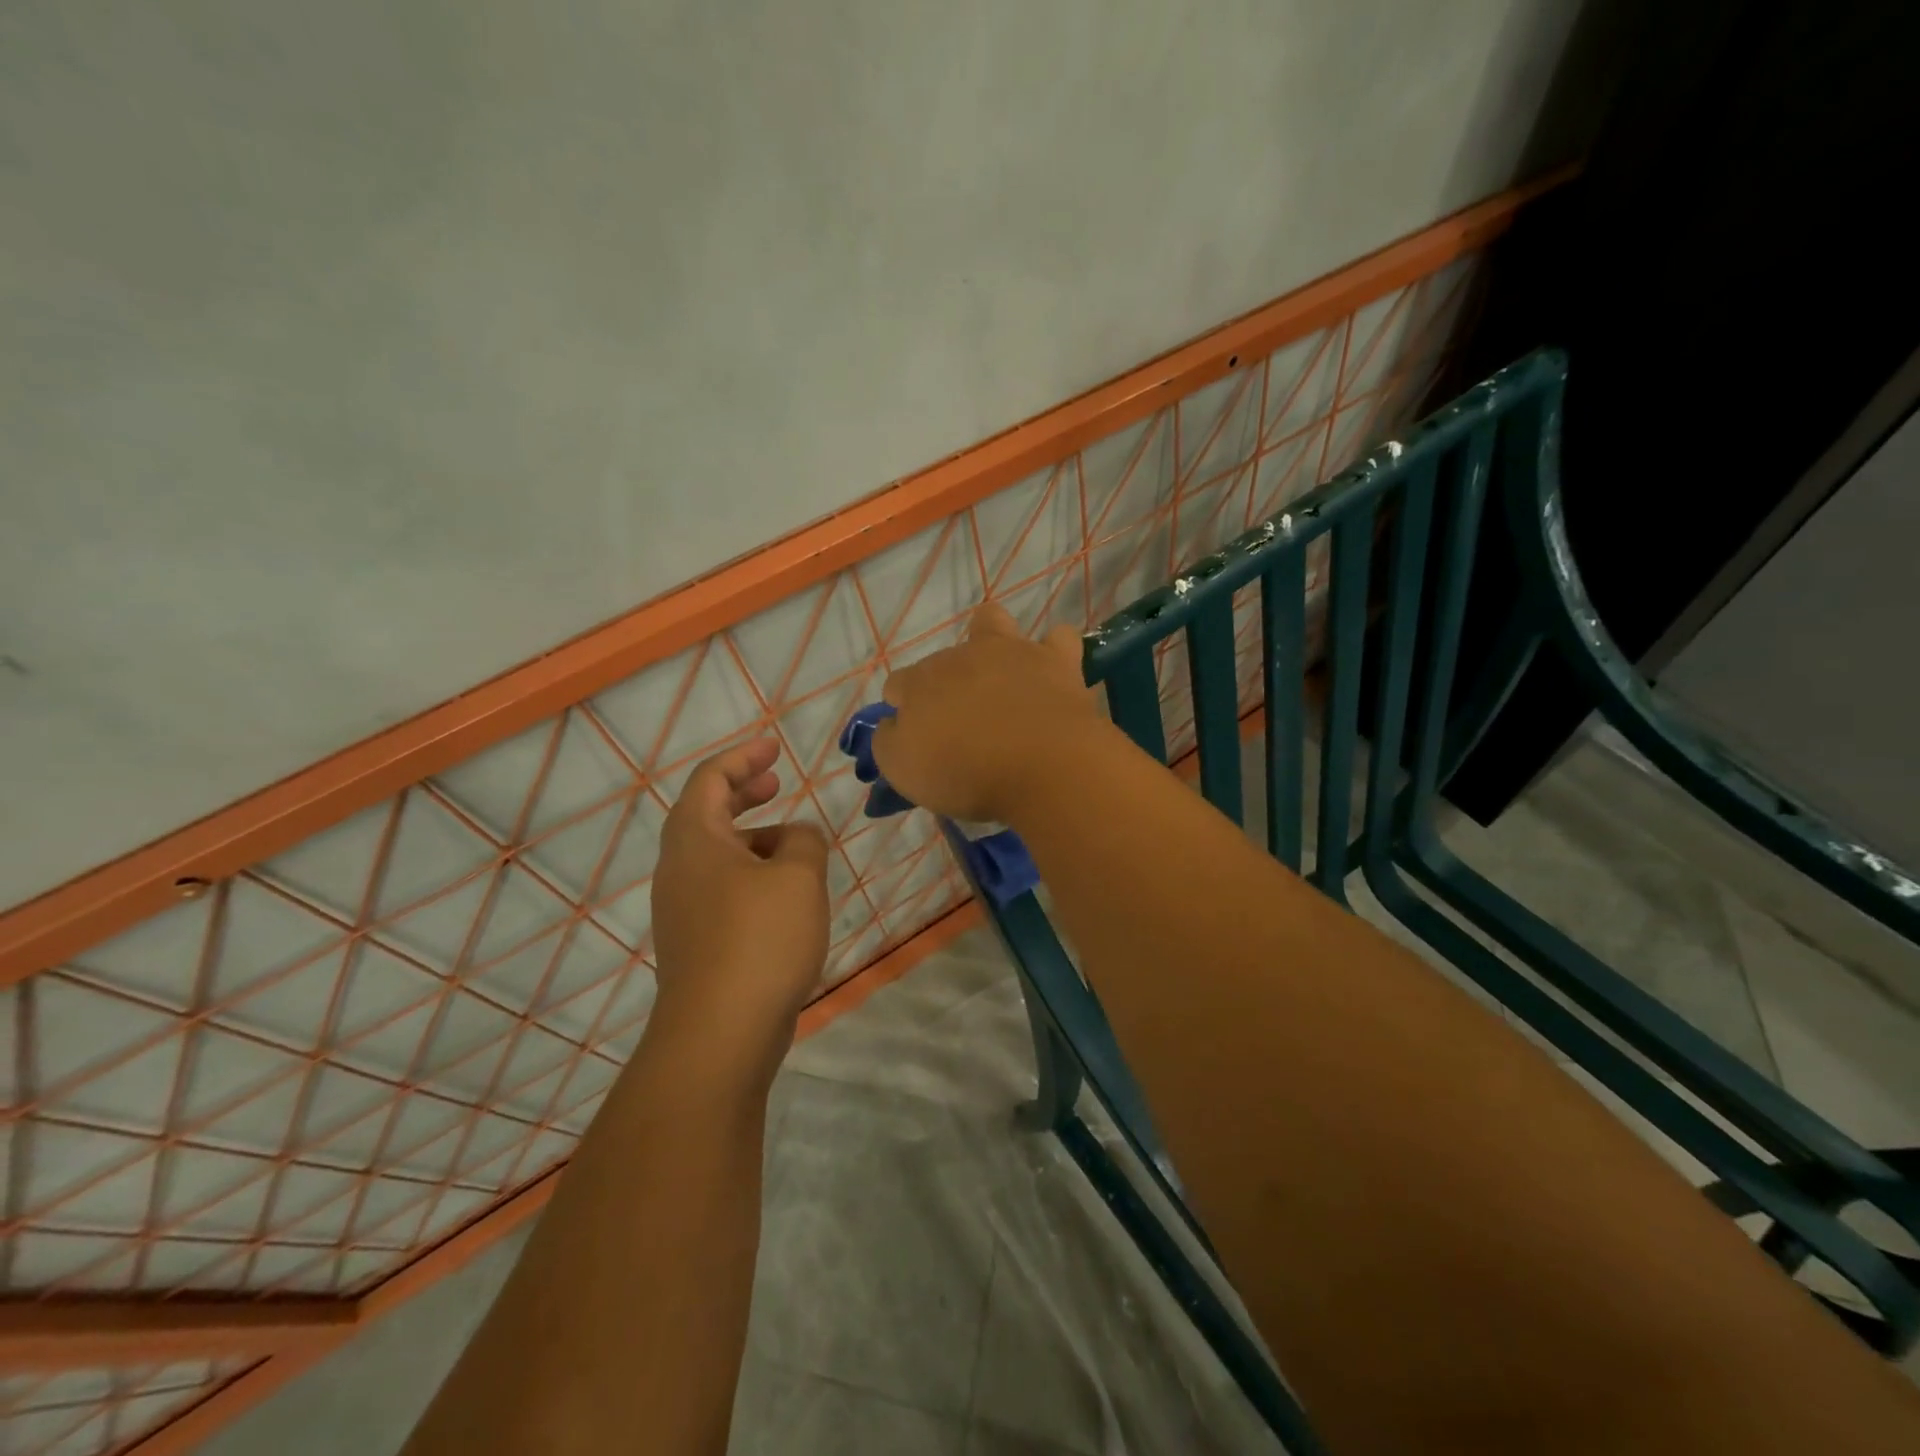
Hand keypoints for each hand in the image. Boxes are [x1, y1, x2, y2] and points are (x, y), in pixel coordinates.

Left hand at [649, 738, 829, 1071]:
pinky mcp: (698, 943)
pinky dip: (752, 874)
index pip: (710, 779)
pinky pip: (723, 890)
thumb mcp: (798, 875)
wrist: (720, 1034)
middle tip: (776, 783)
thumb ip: (804, 840)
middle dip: (742, 792)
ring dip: (752, 838)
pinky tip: (785, 895)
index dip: (743, 758)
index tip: (774, 748)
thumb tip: (797, 837)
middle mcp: (679, 870)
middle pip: (706, 814)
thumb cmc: (759, 939)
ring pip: (717, 856)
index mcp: (694, 841)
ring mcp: (684, 910)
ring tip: (794, 844)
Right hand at [872, 604, 1111, 823]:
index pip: (898, 684)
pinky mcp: (1056, 662)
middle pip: (943, 660)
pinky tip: (1050, 675)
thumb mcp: (903, 769)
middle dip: (946, 684)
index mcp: (920, 683)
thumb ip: (889, 741)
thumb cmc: (964, 772)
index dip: (903, 707)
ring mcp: (1011, 652)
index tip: (917, 737)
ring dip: (990, 641)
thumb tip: (893, 724)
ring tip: (998, 677)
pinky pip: (1057, 639)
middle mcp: (961, 657)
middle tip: (960, 726)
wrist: (1040, 767)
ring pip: (992, 622)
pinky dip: (1052, 653)